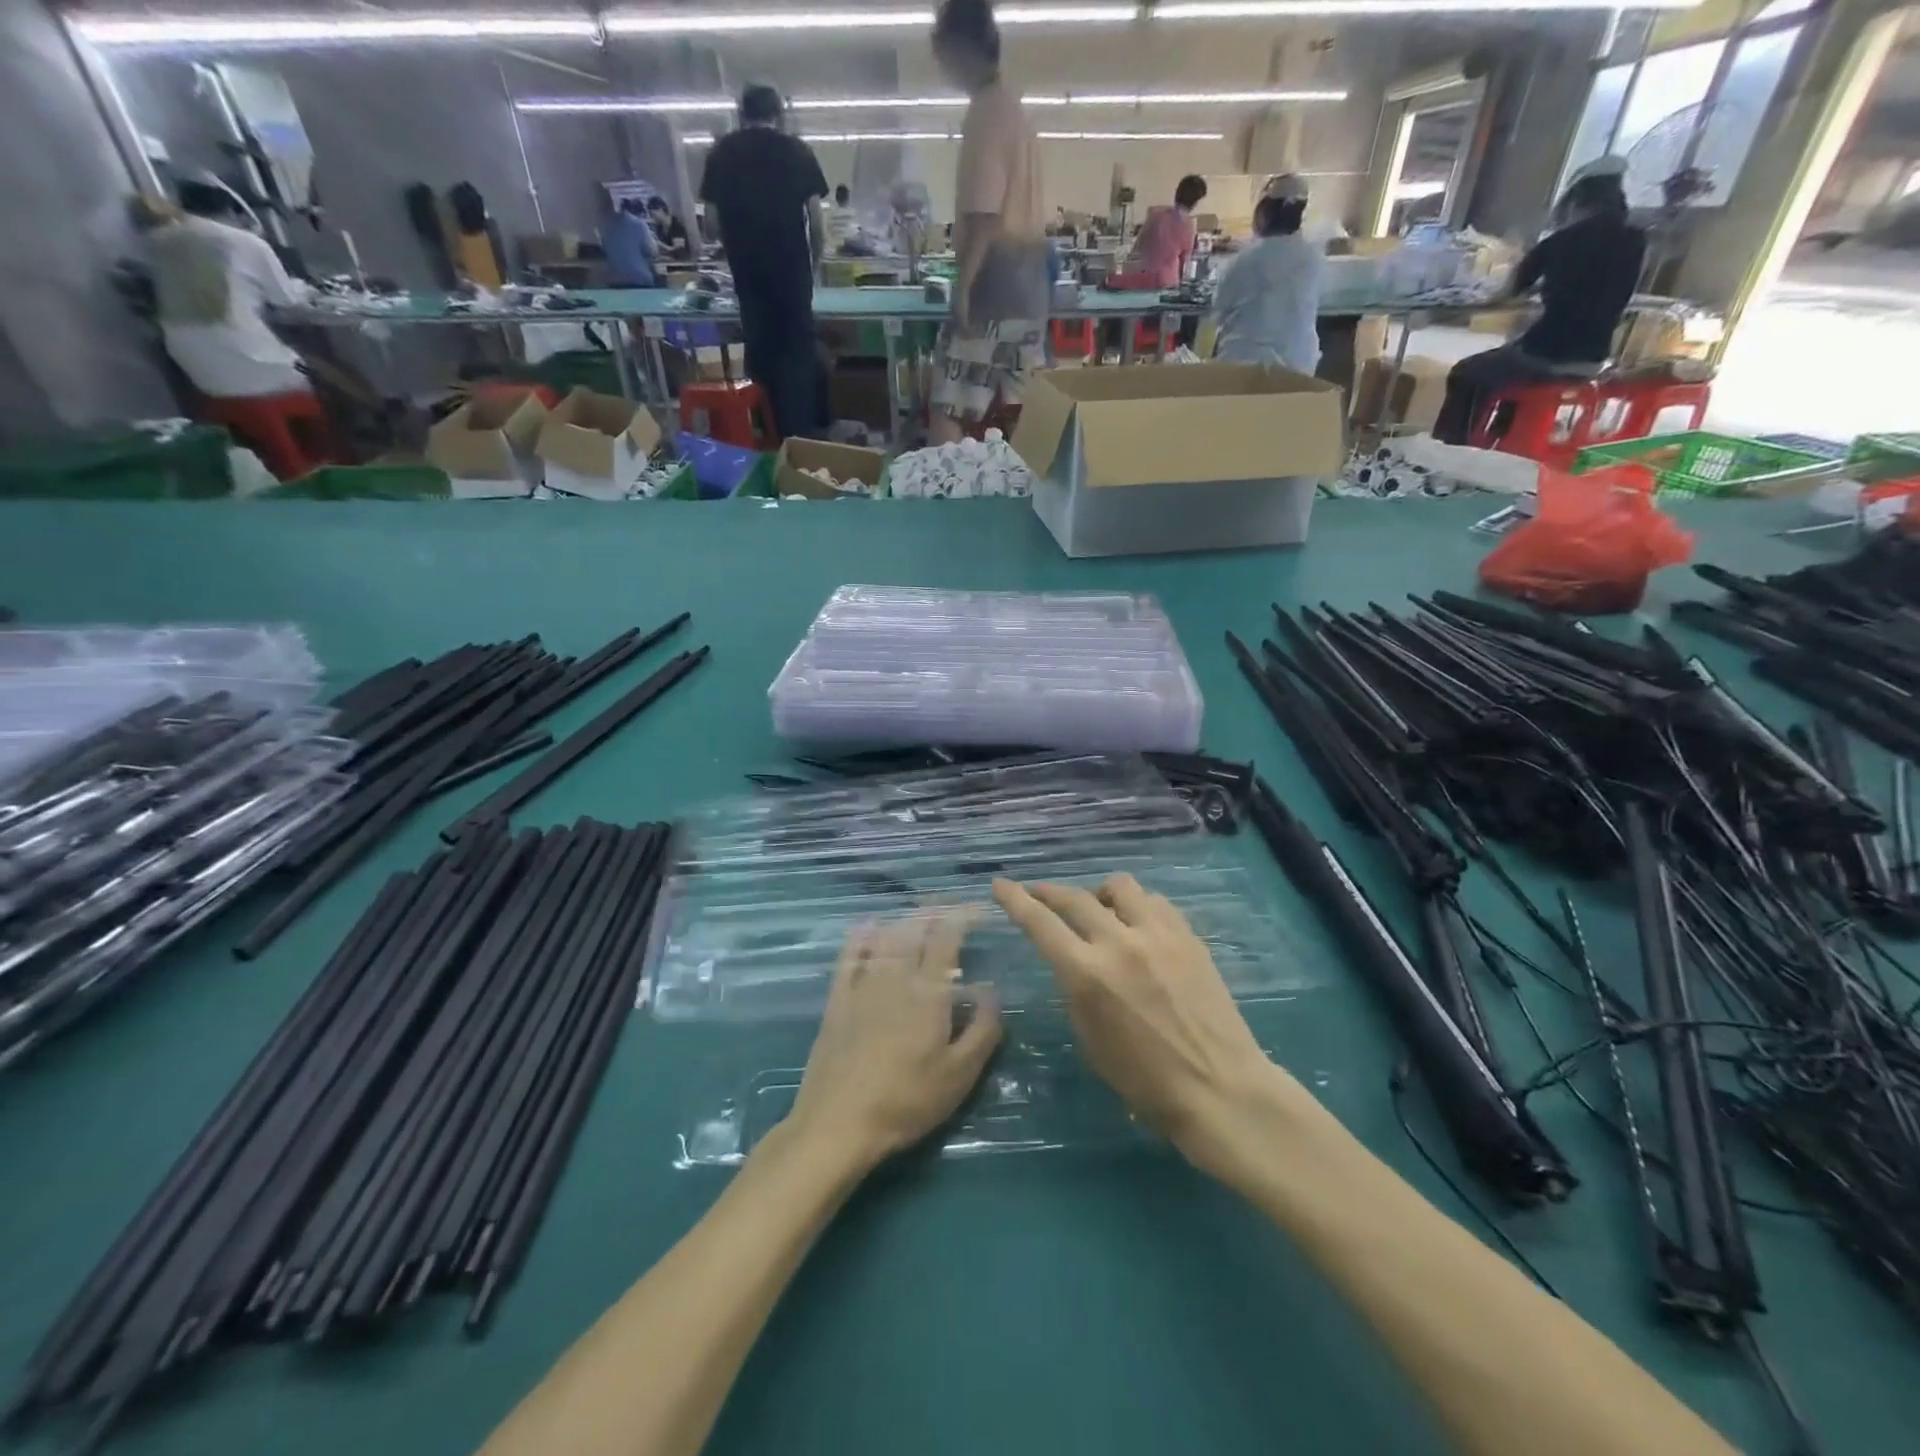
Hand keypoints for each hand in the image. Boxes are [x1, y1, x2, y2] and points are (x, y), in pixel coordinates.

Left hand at [787, 914, 1001, 1172]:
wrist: (839, 1123)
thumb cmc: (907, 1101)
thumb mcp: (960, 1075)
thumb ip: (982, 1029)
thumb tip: (993, 989)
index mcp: (929, 993)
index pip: (947, 939)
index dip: (962, 917)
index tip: (977, 908)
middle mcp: (896, 977)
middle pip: (915, 931)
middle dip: (934, 913)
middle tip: (949, 906)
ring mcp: (862, 986)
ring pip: (885, 939)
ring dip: (904, 921)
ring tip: (918, 915)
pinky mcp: (837, 1001)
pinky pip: (849, 957)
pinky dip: (861, 937)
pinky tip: (867, 926)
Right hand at [992, 875, 1290, 1168]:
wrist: (1220, 1088)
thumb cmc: (1146, 1082)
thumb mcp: (1090, 1040)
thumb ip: (1076, 990)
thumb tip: (1073, 963)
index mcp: (1088, 974)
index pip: (1040, 923)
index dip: (1015, 900)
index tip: (1000, 885)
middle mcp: (1119, 943)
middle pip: (1074, 897)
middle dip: (1048, 891)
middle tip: (1038, 893)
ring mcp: (1158, 934)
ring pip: (1119, 886)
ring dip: (1099, 893)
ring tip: (1100, 910)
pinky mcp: (1188, 936)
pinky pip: (1155, 902)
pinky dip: (1138, 907)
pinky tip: (1139, 926)